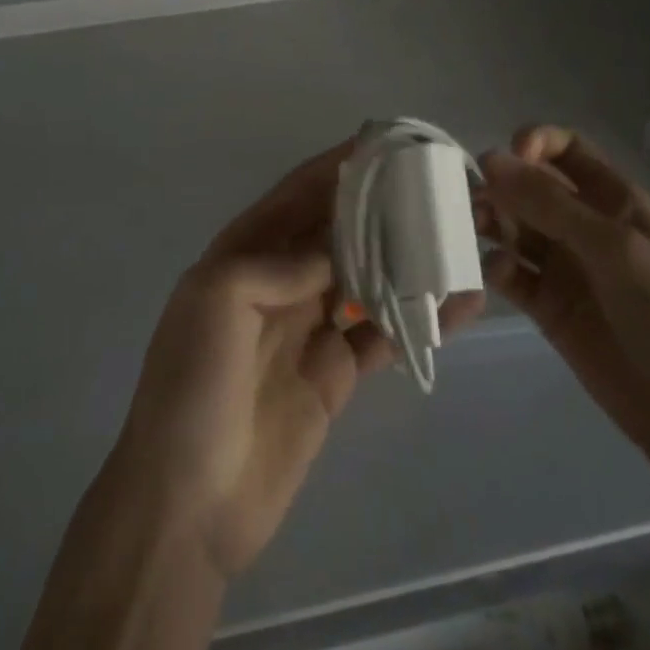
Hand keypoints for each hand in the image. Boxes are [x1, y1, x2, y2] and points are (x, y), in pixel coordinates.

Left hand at [111, 138, 483, 578]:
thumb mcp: (216, 302)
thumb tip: (336, 251)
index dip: (337, 166)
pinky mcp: (336, 374)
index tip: (383, 142)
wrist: (188, 507)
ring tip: (456, 236)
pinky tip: (461, 305)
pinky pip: (383, 335)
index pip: (297, 195)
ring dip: (406, 258)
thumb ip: (277, 262)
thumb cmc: (192, 388)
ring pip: (366, 277)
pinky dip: (420, 319)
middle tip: (433, 186)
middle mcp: (280, 282)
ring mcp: (310, 328)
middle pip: (338, 231)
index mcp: (244, 254)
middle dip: (379, 207)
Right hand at [478, 124, 649, 467]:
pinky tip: (501, 276)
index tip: (506, 157)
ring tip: (475, 230)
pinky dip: (497, 268)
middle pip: (528, 186)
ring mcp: (561, 264)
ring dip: (490, 222)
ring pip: (512, 226)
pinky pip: (510, 273)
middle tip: (471, 200)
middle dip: (500, 186)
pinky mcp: (544, 304)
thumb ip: (549, 204)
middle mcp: (581, 223)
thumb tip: (489, 161)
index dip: (534, 143)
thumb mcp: (611, 246)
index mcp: (609, 197)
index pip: (564, 149)